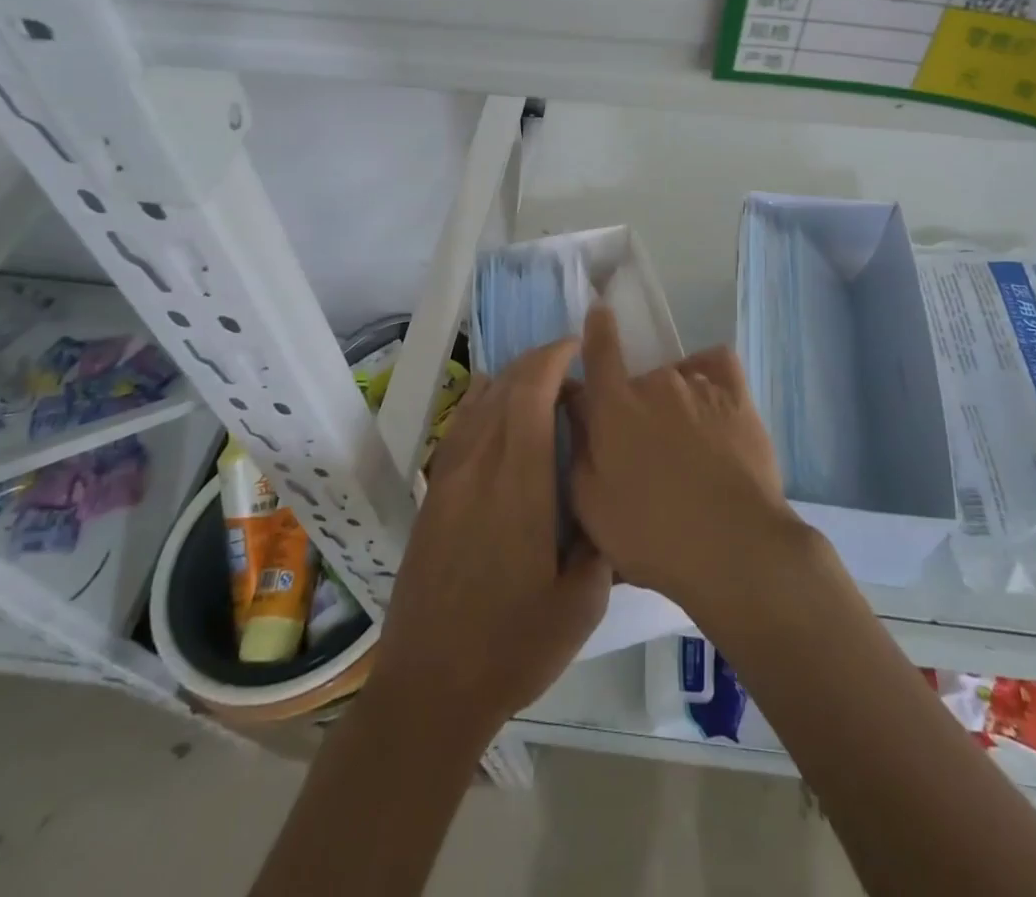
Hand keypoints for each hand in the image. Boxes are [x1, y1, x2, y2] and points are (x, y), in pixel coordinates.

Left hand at [370, 338, 610, 738]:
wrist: (429, 687)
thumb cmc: (512, 647)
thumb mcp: (581, 603)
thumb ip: (601, 540)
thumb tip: (605, 499)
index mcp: (518, 484)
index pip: (530, 394)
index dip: (552, 359)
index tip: (578, 347)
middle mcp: (478, 467)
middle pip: (503, 389)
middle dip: (536, 362)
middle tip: (569, 362)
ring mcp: (448, 479)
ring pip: (477, 404)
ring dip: (509, 379)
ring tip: (539, 378)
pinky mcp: (432, 495)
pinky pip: (458, 427)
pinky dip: (480, 402)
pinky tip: (493, 404)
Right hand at [567, 305, 801, 611]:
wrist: (733, 546)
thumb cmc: (651, 532)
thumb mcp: (592, 503)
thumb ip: (579, 448)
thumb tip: (577, 407)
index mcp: (615, 406)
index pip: (600, 350)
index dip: (597, 328)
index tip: (599, 311)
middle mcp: (656, 382)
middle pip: (637, 380)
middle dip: (635, 407)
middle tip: (644, 453)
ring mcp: (700, 385)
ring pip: (676, 380)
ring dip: (672, 403)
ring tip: (685, 447)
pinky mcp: (738, 396)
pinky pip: (717, 364)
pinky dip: (708, 373)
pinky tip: (710, 398)